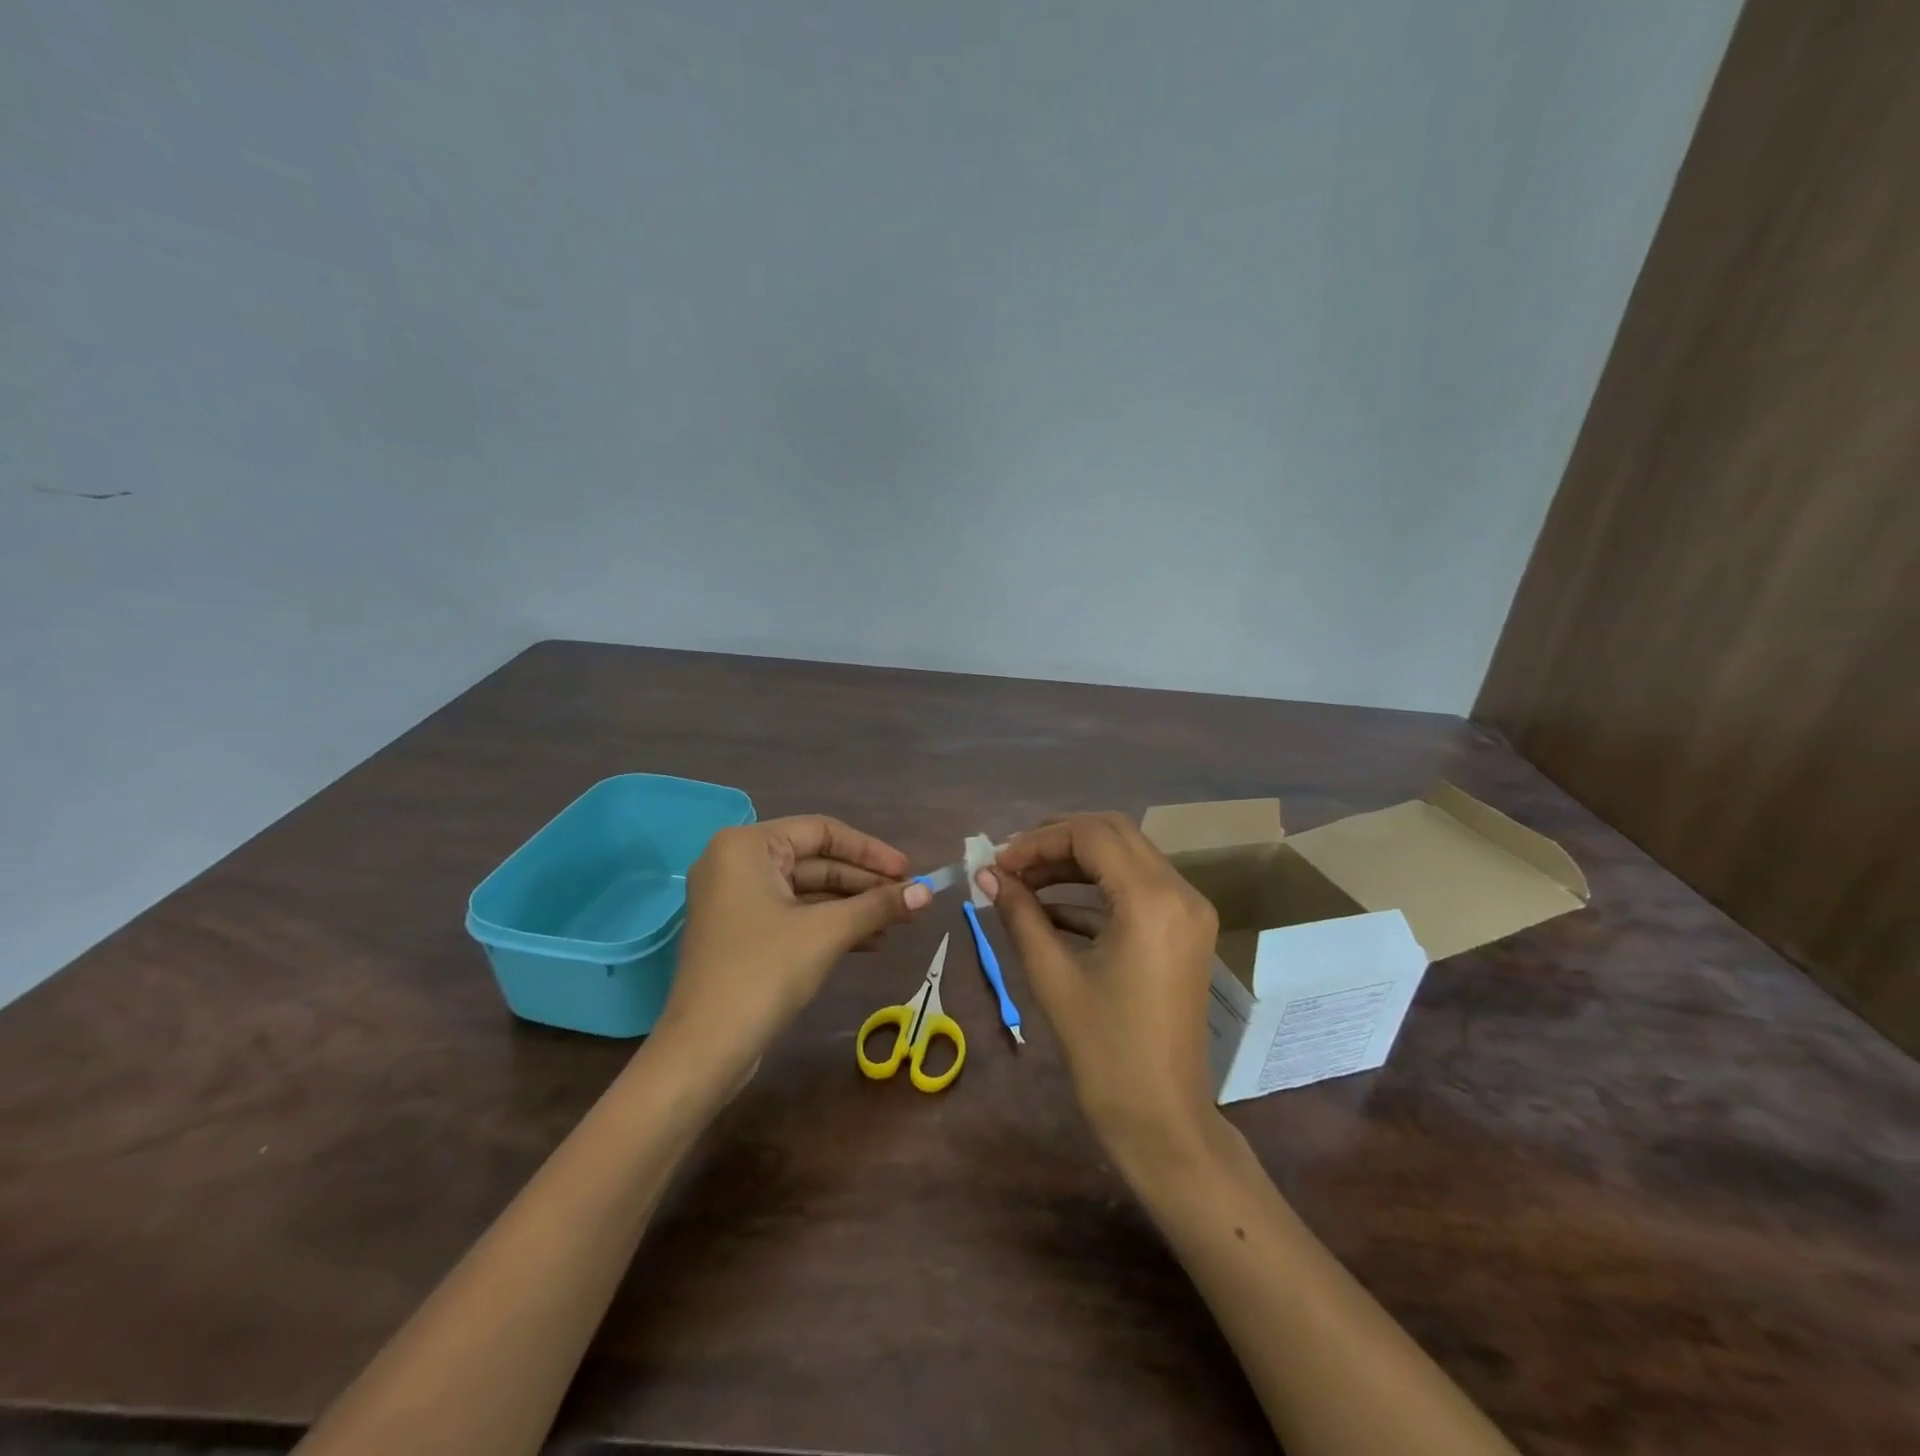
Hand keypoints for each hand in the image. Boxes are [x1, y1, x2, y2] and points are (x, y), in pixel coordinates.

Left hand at [661, 816, 931, 1069]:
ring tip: (900, 922)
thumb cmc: (764, 972)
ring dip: (854, 906)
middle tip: (910, 900)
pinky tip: (872, 941)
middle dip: (866, 883)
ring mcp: (737, 900)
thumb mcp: (827, 932)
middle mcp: (737, 863)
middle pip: (816, 861)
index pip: (822, 832)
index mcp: (747, 846)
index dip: (870, 851)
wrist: (705, 1050)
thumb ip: (878, 905)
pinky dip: (831, 925)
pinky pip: (795, 915)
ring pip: (809, 891)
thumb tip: (927, 893)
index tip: (909, 872)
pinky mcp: (743, 933)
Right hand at [980, 813, 1220, 1168]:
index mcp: (1151, 900)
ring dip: (1074, 862)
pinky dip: (1094, 890)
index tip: (997, 862)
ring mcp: (1188, 911)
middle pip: (1113, 833)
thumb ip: (1019, 914)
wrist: (1162, 1119)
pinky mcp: (1184, 931)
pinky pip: (1136, 890)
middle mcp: (1180, 892)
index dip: (1038, 840)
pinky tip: (1050, 909)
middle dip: (1057, 840)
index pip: (1091, 835)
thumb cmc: (1104, 1052)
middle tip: (1010, 862)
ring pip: (1126, 857)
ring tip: (1022, 881)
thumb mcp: (1053, 976)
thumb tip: (986, 875)